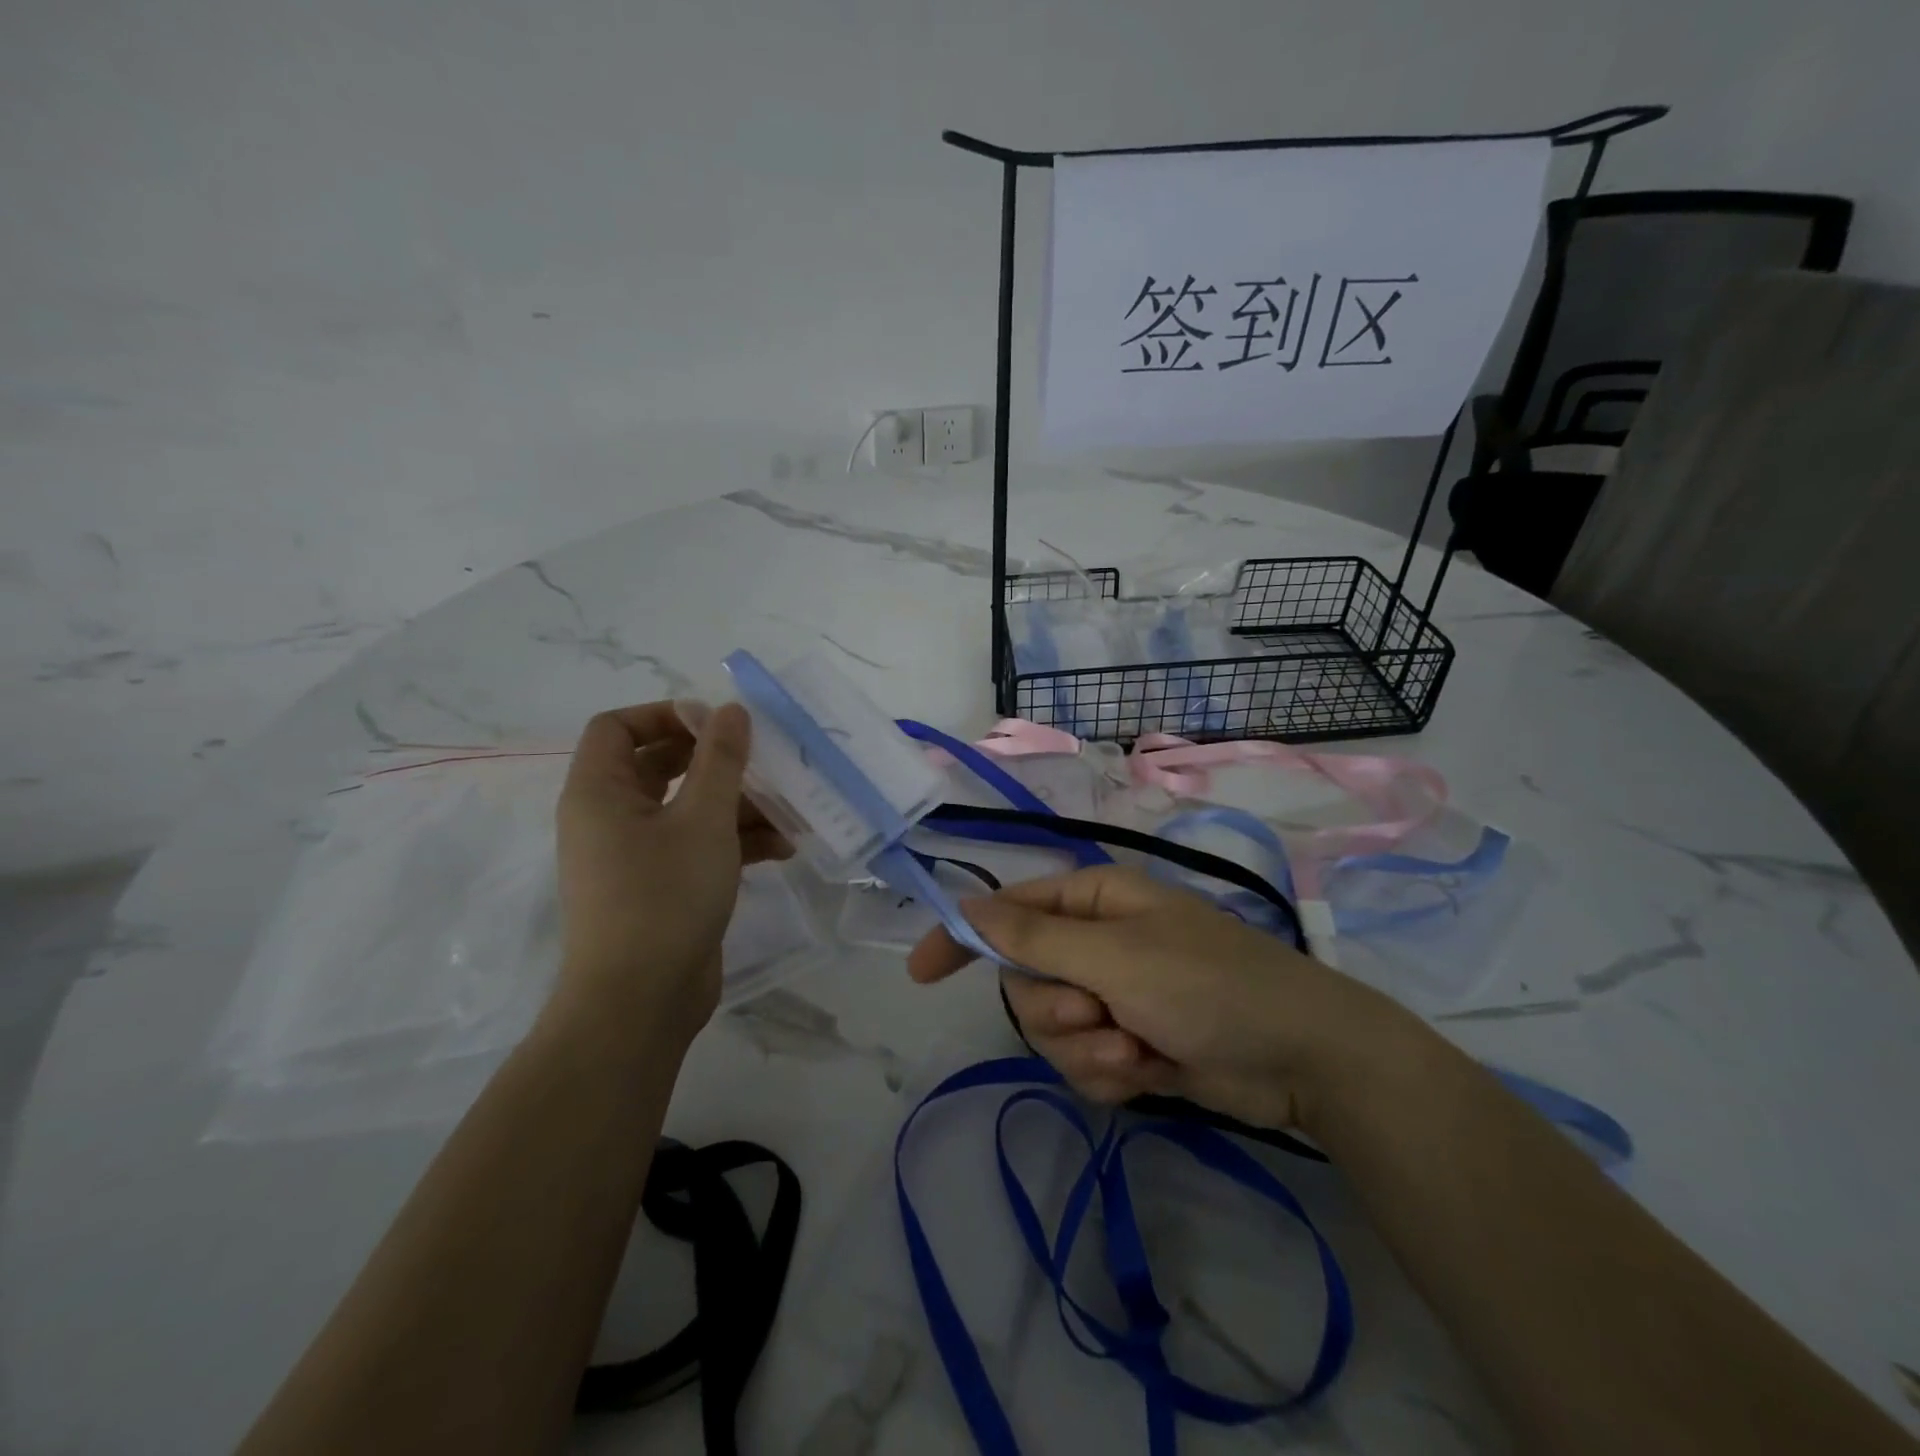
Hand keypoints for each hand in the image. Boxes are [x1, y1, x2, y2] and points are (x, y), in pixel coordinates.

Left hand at [554, 701, 789, 1042]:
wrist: (641, 1001)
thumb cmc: (665, 895)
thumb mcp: (704, 819)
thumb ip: (721, 759)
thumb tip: (730, 709)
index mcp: (600, 792)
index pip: (617, 727)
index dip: (666, 715)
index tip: (718, 724)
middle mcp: (610, 817)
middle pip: (660, 765)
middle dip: (715, 761)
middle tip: (761, 759)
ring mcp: (635, 855)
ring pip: (686, 808)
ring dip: (736, 804)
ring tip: (788, 811)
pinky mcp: (661, 886)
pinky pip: (696, 845)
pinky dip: (734, 841)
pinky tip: (782, 849)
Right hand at [908, 865, 1425, 1136]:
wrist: (1300, 1058)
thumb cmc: (1207, 983)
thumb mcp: (1115, 955)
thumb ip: (1036, 934)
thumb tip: (968, 906)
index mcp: (1093, 901)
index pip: (1007, 911)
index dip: (963, 936)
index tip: (921, 972)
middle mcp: (1096, 943)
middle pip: (1025, 981)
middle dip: (1055, 1010)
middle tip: (1099, 1014)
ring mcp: (1113, 997)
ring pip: (1052, 1031)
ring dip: (1088, 1048)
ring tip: (1138, 1048)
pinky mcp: (1129, 1044)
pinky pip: (1084, 1064)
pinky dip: (1111, 1073)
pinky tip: (1152, 1070)